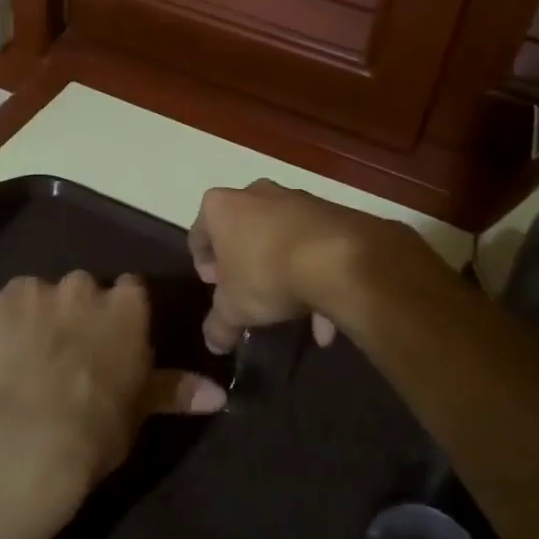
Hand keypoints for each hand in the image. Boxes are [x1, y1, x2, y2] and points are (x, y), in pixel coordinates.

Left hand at [0, 272, 226, 538]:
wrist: (27, 439)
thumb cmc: (97, 427)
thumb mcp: (141, 410)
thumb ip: (176, 390)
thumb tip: (219, 394)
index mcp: (127, 306)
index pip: (131, 291)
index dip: (120, 316)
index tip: (113, 342)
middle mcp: (83, 286)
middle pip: (84, 290)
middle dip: (78, 314)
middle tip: (69, 355)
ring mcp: (35, 290)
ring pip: (40, 296)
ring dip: (39, 318)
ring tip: (29, 361)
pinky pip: (1, 308)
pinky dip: (2, 328)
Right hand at [188, 180, 432, 352]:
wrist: (339, 258)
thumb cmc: (268, 274)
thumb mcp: (234, 310)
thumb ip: (219, 326)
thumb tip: (213, 344)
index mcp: (221, 207)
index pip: (199, 233)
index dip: (204, 263)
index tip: (214, 286)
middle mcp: (256, 194)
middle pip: (241, 230)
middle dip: (244, 262)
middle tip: (248, 291)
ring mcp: (297, 199)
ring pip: (281, 238)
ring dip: (282, 270)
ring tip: (291, 309)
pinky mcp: (331, 212)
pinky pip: (313, 245)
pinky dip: (314, 273)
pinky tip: (323, 316)